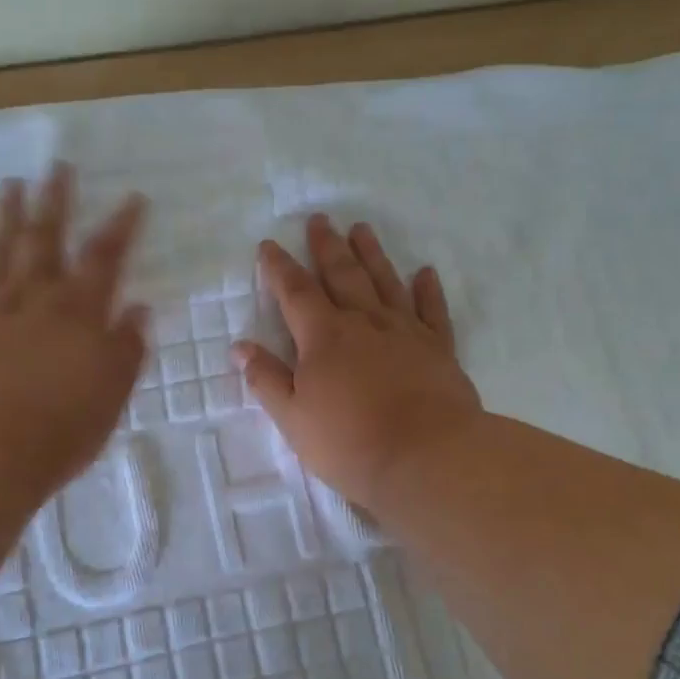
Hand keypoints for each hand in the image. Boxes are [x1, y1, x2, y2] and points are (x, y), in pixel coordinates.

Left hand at [0, 163, 148, 502]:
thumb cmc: (58, 430)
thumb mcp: (111, 395)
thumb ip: (126, 349)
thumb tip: (139, 310)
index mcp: (78, 313)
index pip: (105, 259)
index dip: (120, 227)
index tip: (132, 198)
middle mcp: (34, 300)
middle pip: (46, 239)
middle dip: (55, 201)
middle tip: (57, 166)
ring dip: (7, 217)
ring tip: (11, 185)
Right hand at [234, 214, 481, 510]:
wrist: (428, 459)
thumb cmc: (350, 443)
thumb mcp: (293, 418)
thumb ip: (267, 379)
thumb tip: (240, 347)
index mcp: (324, 337)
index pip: (295, 292)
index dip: (279, 268)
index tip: (269, 245)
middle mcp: (364, 322)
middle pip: (342, 275)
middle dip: (327, 246)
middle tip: (320, 219)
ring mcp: (405, 332)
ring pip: (385, 282)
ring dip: (372, 254)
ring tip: (362, 228)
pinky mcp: (439, 349)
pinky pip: (432, 310)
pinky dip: (428, 290)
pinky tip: (425, 272)